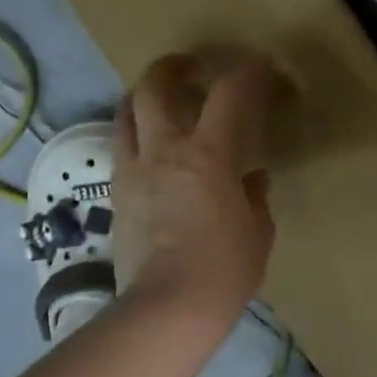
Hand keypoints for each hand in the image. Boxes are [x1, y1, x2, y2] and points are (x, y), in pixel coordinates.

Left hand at [113, 52, 277, 336]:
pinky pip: (122, 149)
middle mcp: (164, 151)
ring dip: (144, 96)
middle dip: (173, 66)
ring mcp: (133, 171)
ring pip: (127, 113)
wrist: (166, 310)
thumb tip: (252, 179)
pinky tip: (151, 150)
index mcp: (208, 154)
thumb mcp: (256, 232)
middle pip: (155, 87)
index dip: (247, 71)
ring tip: (160, 100)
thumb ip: (254, 197)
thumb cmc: (223, 270)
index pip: (229, 93)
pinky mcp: (116, 194)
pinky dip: (136, 135)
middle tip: (190, 66)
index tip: (260, 66)